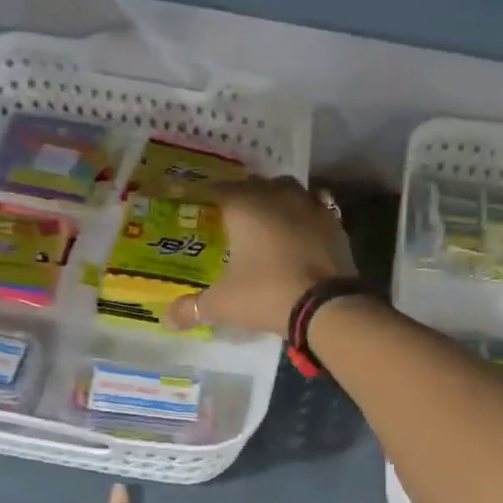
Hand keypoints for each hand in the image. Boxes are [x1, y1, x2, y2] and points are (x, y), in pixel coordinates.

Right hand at [164, 177, 354, 336]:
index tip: (199, 203)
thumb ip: (193, 308)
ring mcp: (310, 207)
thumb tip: (168, 318)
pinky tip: (300, 230)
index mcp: (245, 207)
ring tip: (268, 216)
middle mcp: (277, 197)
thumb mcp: (223, 304)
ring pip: (289, 190)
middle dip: (243, 195)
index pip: (219, 189)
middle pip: (256, 185)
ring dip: (277, 198)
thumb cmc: (266, 294)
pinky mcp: (334, 224)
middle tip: (233, 213)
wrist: (325, 305)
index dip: (207, 195)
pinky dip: (304, 214)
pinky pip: (315, 208)